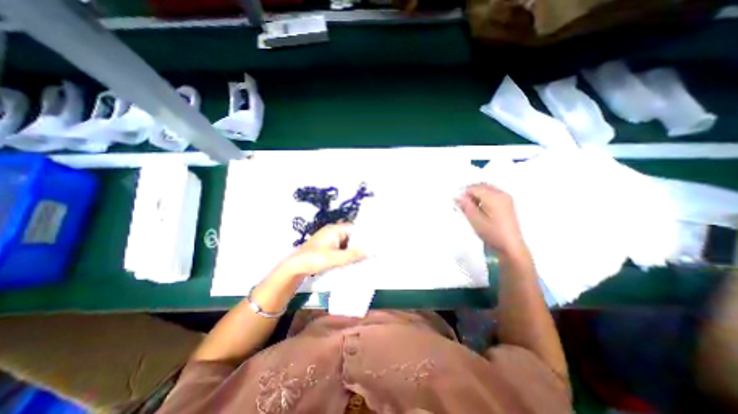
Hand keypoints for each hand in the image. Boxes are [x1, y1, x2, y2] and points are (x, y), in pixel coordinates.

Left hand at [273, 225, 364, 278]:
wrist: (294, 267)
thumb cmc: (314, 259)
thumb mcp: (335, 258)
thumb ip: (353, 255)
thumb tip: (372, 251)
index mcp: (335, 229)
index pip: (354, 229)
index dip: (365, 235)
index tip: (375, 243)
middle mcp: (333, 232)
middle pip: (351, 236)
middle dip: (360, 244)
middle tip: (372, 252)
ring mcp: (329, 240)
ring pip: (347, 243)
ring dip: (354, 250)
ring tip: (366, 257)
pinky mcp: (327, 248)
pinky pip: (341, 249)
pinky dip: (347, 254)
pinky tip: (354, 261)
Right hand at [456, 183, 529, 258]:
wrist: (510, 245)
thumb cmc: (492, 233)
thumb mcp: (475, 219)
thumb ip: (465, 205)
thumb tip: (457, 196)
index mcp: (493, 197)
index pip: (474, 188)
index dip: (463, 193)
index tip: (457, 202)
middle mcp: (501, 194)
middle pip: (481, 186)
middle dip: (470, 192)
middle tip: (462, 203)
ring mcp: (506, 198)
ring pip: (487, 189)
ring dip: (477, 194)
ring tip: (471, 207)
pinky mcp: (508, 203)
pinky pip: (493, 194)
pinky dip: (484, 197)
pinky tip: (480, 208)